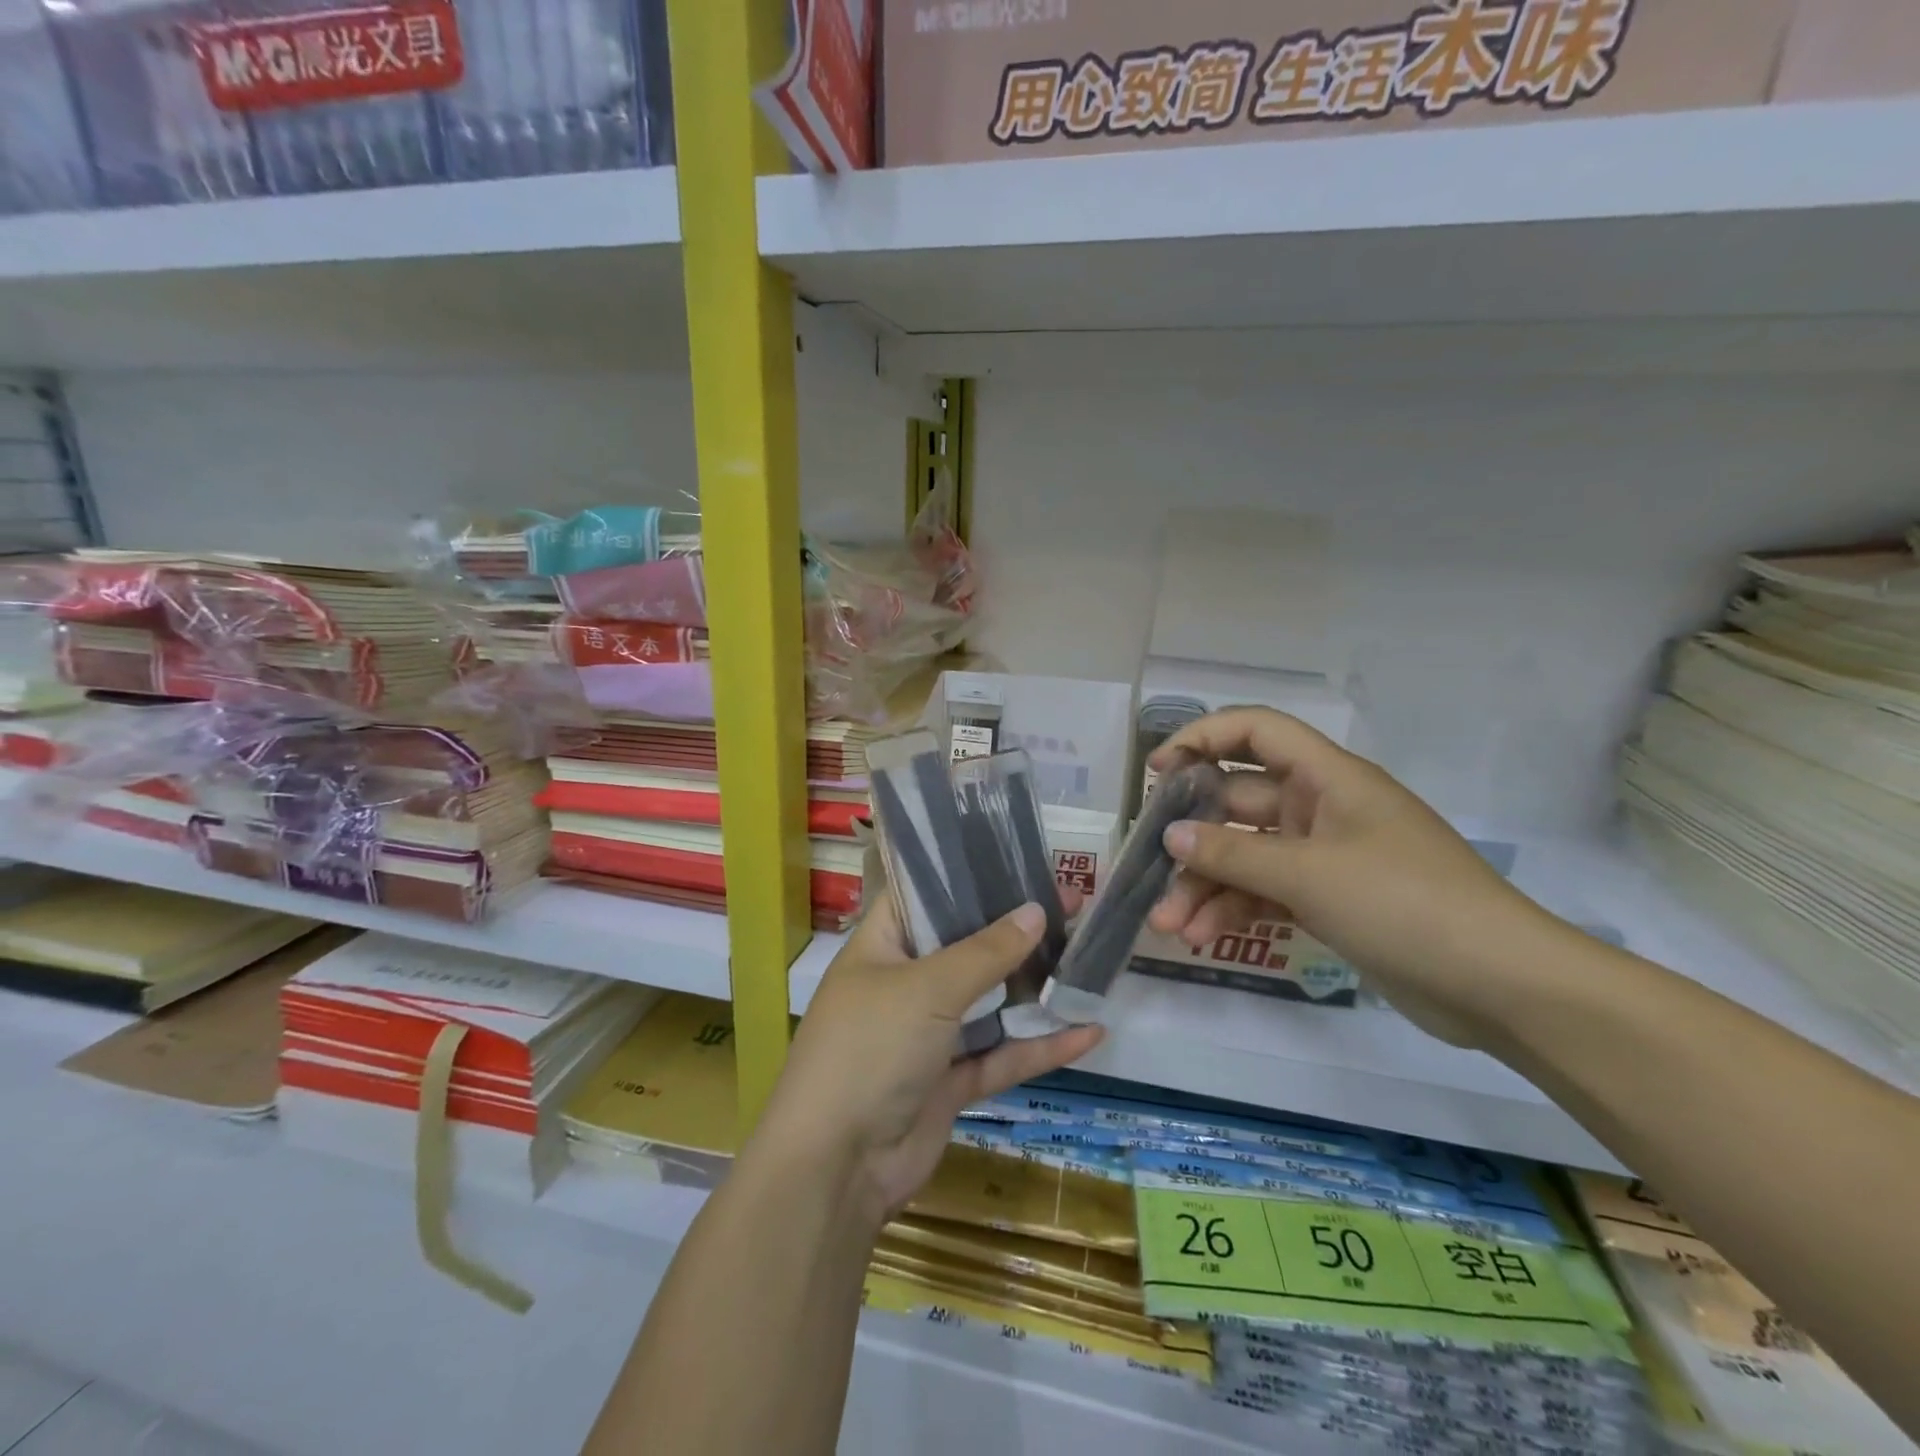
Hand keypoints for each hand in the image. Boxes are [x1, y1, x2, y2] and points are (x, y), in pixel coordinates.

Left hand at [752, 892, 1103, 1229]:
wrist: (836, 1167)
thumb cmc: (870, 1049)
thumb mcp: (927, 988)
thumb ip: (985, 951)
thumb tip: (1037, 910)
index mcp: (883, 945)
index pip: (924, 893)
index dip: (969, 874)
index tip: (1020, 860)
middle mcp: (904, 982)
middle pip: (966, 945)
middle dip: (1015, 928)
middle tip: (1072, 904)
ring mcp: (928, 1034)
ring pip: (990, 1000)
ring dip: (1034, 986)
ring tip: (1086, 957)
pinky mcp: (951, 1081)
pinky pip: (1002, 1054)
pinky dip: (1041, 1046)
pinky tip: (1089, 1032)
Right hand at [1147, 708, 1559, 1047]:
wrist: (1501, 985)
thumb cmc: (1405, 904)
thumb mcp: (1309, 875)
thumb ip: (1232, 853)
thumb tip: (1170, 836)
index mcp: (1327, 777)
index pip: (1255, 731)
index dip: (1202, 737)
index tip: (1157, 771)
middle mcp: (1321, 807)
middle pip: (1237, 802)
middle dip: (1192, 838)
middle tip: (1148, 868)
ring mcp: (1324, 856)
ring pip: (1246, 855)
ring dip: (1205, 885)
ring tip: (1169, 925)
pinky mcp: (1328, 899)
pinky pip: (1265, 892)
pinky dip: (1233, 910)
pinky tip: (1201, 936)